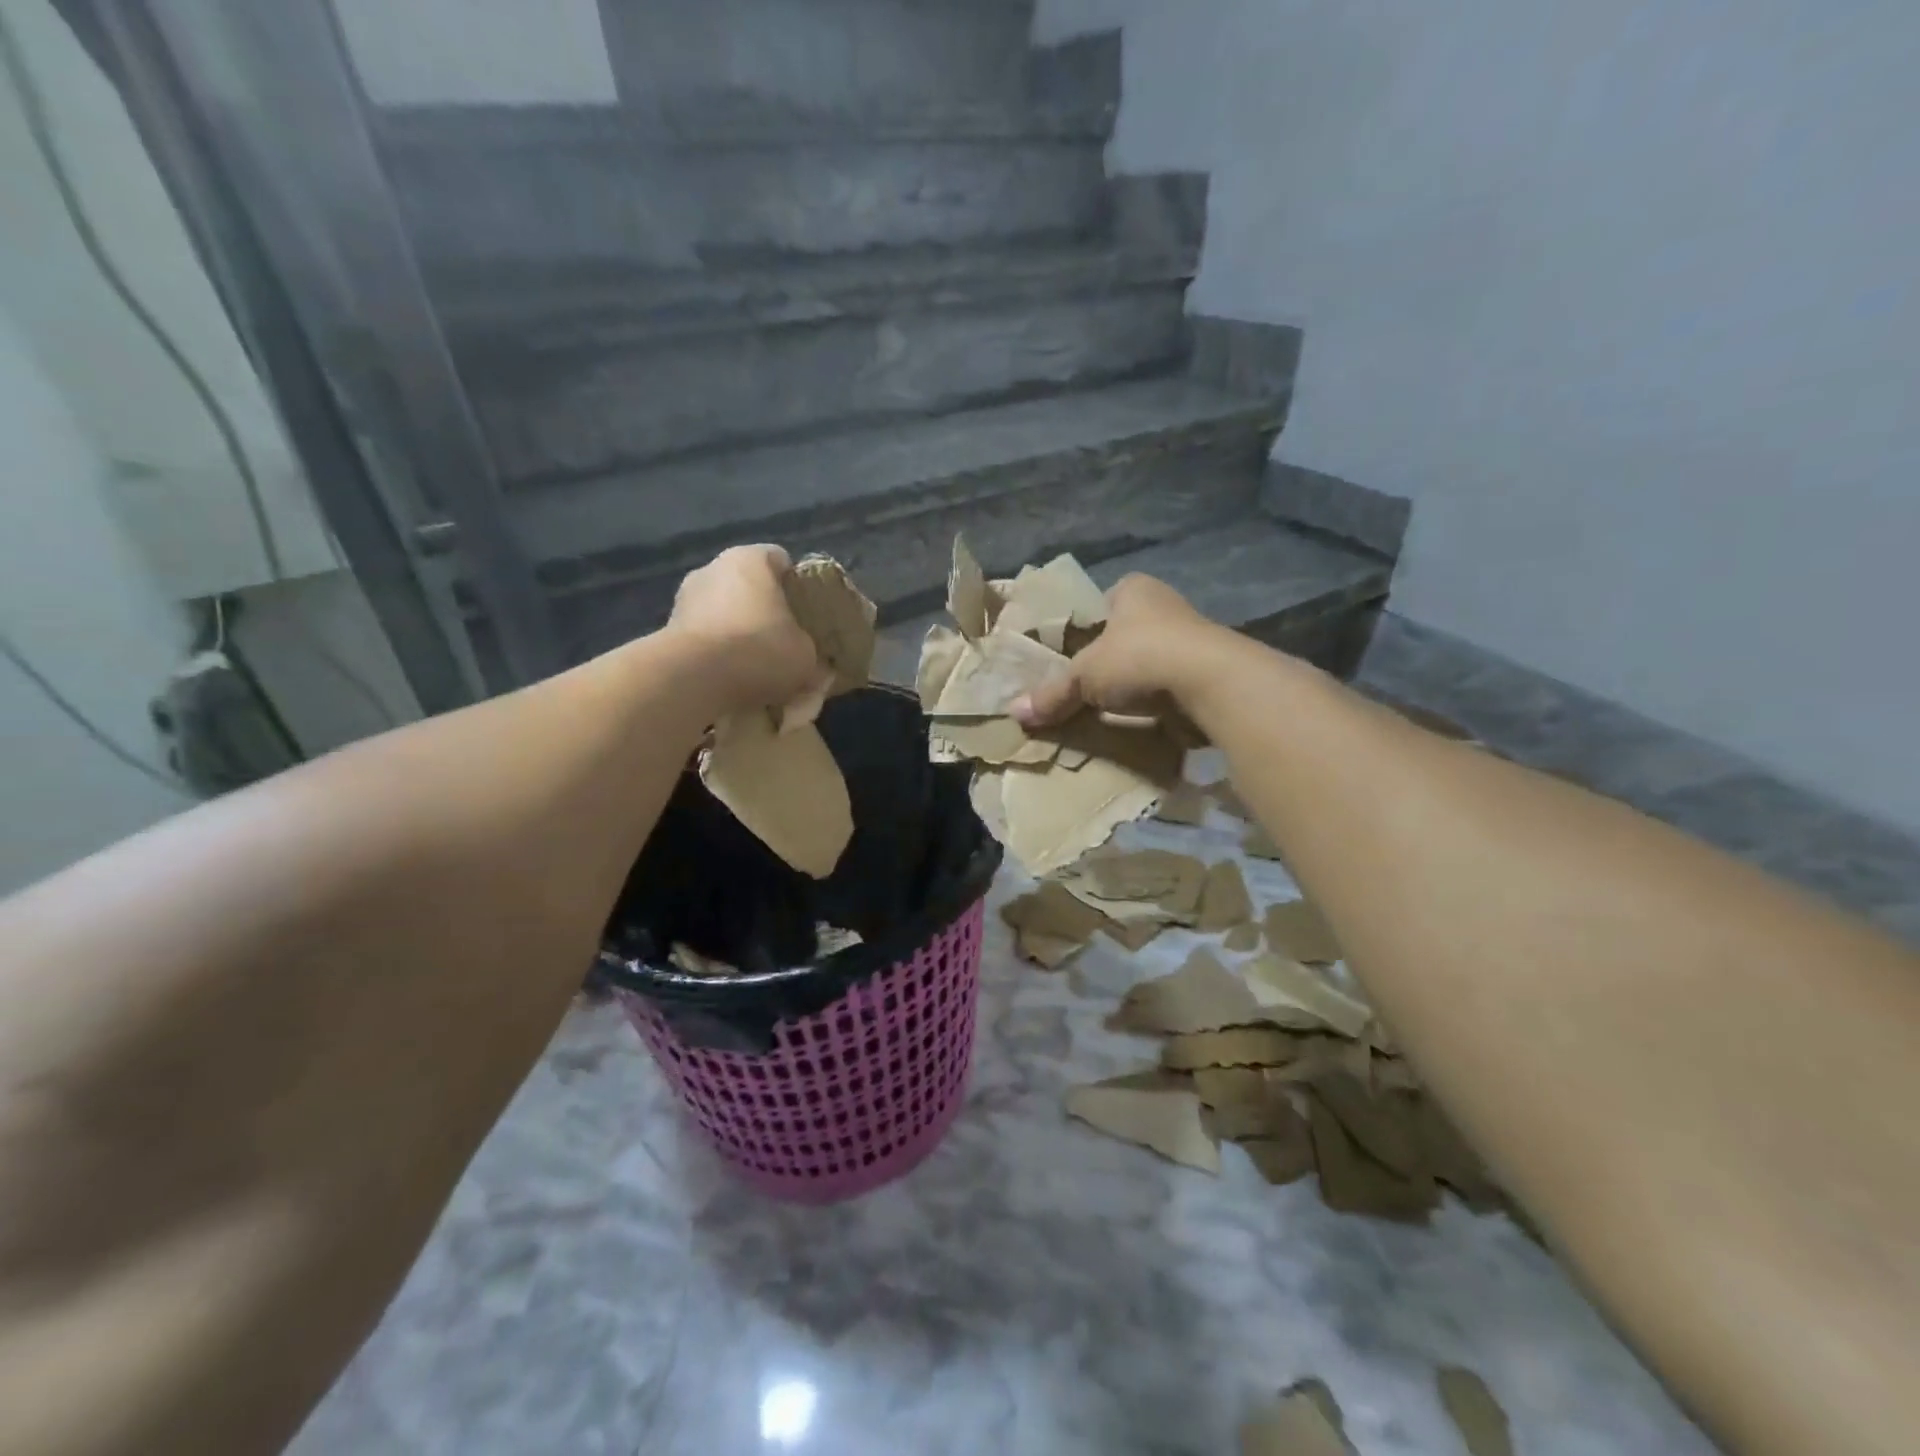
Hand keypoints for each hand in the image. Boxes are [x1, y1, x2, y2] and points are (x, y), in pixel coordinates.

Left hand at [667, 545, 824, 711]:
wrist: (694, 679)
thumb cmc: (760, 650)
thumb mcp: (806, 656)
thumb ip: (811, 652)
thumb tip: (815, 666)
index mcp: (750, 559)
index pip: (781, 560)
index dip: (797, 586)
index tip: (808, 613)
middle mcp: (713, 568)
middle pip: (749, 587)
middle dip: (765, 612)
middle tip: (784, 642)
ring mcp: (685, 597)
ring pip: (724, 611)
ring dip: (738, 632)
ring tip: (756, 667)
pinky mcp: (667, 629)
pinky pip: (704, 636)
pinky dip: (717, 652)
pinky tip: (731, 678)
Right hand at [1012, 573, 1221, 726]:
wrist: (1211, 683)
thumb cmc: (1139, 657)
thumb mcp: (1084, 675)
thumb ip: (1052, 693)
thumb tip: (1014, 713)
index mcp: (1134, 589)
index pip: (1102, 603)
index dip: (1085, 628)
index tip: (1071, 655)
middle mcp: (1165, 606)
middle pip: (1126, 635)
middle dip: (1109, 659)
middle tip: (1084, 686)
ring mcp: (1191, 640)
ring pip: (1150, 661)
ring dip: (1134, 683)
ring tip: (1108, 708)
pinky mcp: (1207, 673)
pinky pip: (1170, 686)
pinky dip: (1156, 702)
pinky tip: (1140, 720)